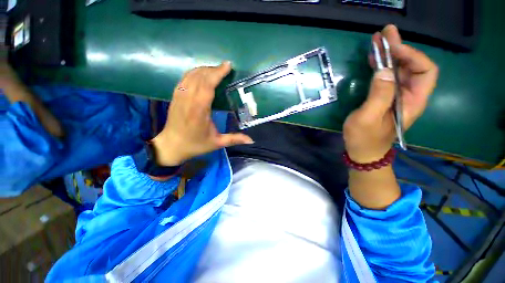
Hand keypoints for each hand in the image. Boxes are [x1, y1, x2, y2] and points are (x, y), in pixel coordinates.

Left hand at [151, 62, 253, 165]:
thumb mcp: (217, 143)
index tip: (227, 66)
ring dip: (204, 70)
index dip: (217, 74)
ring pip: (191, 75)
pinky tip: (202, 74)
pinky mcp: (175, 96)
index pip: (207, 86)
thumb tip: (251, 140)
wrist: (172, 146)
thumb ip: (234, 139)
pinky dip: (194, 73)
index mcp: (199, 111)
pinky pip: (184, 79)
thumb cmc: (195, 145)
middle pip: (200, 77)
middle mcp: (188, 100)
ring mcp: (179, 97)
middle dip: (213, 69)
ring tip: (215, 70)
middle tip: (225, 68)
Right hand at [343, 25, 438, 162]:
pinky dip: (383, 66)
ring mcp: (397, 97)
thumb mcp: (367, 118)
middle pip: (413, 66)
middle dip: (401, 48)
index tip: (392, 48)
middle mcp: (409, 96)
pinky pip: (389, 78)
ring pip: (401, 70)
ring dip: (391, 55)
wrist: (363, 151)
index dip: (412, 55)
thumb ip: (378, 95)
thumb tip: (384, 70)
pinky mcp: (386, 98)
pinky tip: (375, 60)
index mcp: (412, 102)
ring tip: (377, 42)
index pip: (425, 71)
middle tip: (385, 34)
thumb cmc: (364, 138)